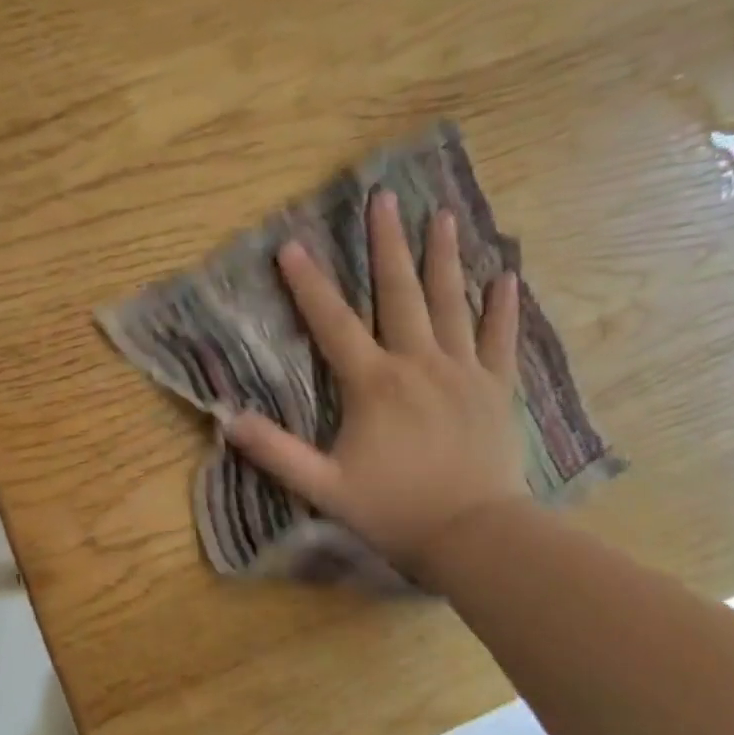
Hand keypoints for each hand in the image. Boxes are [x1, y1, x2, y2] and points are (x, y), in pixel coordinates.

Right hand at [224, 195, 528, 580]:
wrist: (475, 536)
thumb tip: (228, 420)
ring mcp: (463, 372)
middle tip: (383, 198)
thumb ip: (275, 452)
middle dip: (387, 244)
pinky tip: (505, 274)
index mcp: (374, 384)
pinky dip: (502, 307)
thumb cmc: (394, 510)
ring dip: (444, 257)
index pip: (333, 323)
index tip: (291, 244)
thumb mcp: (323, 486)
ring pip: (452, 303)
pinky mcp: (496, 389)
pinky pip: (500, 339)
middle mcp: (418, 364)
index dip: (309, 284)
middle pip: (399, 294)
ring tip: (443, 214)